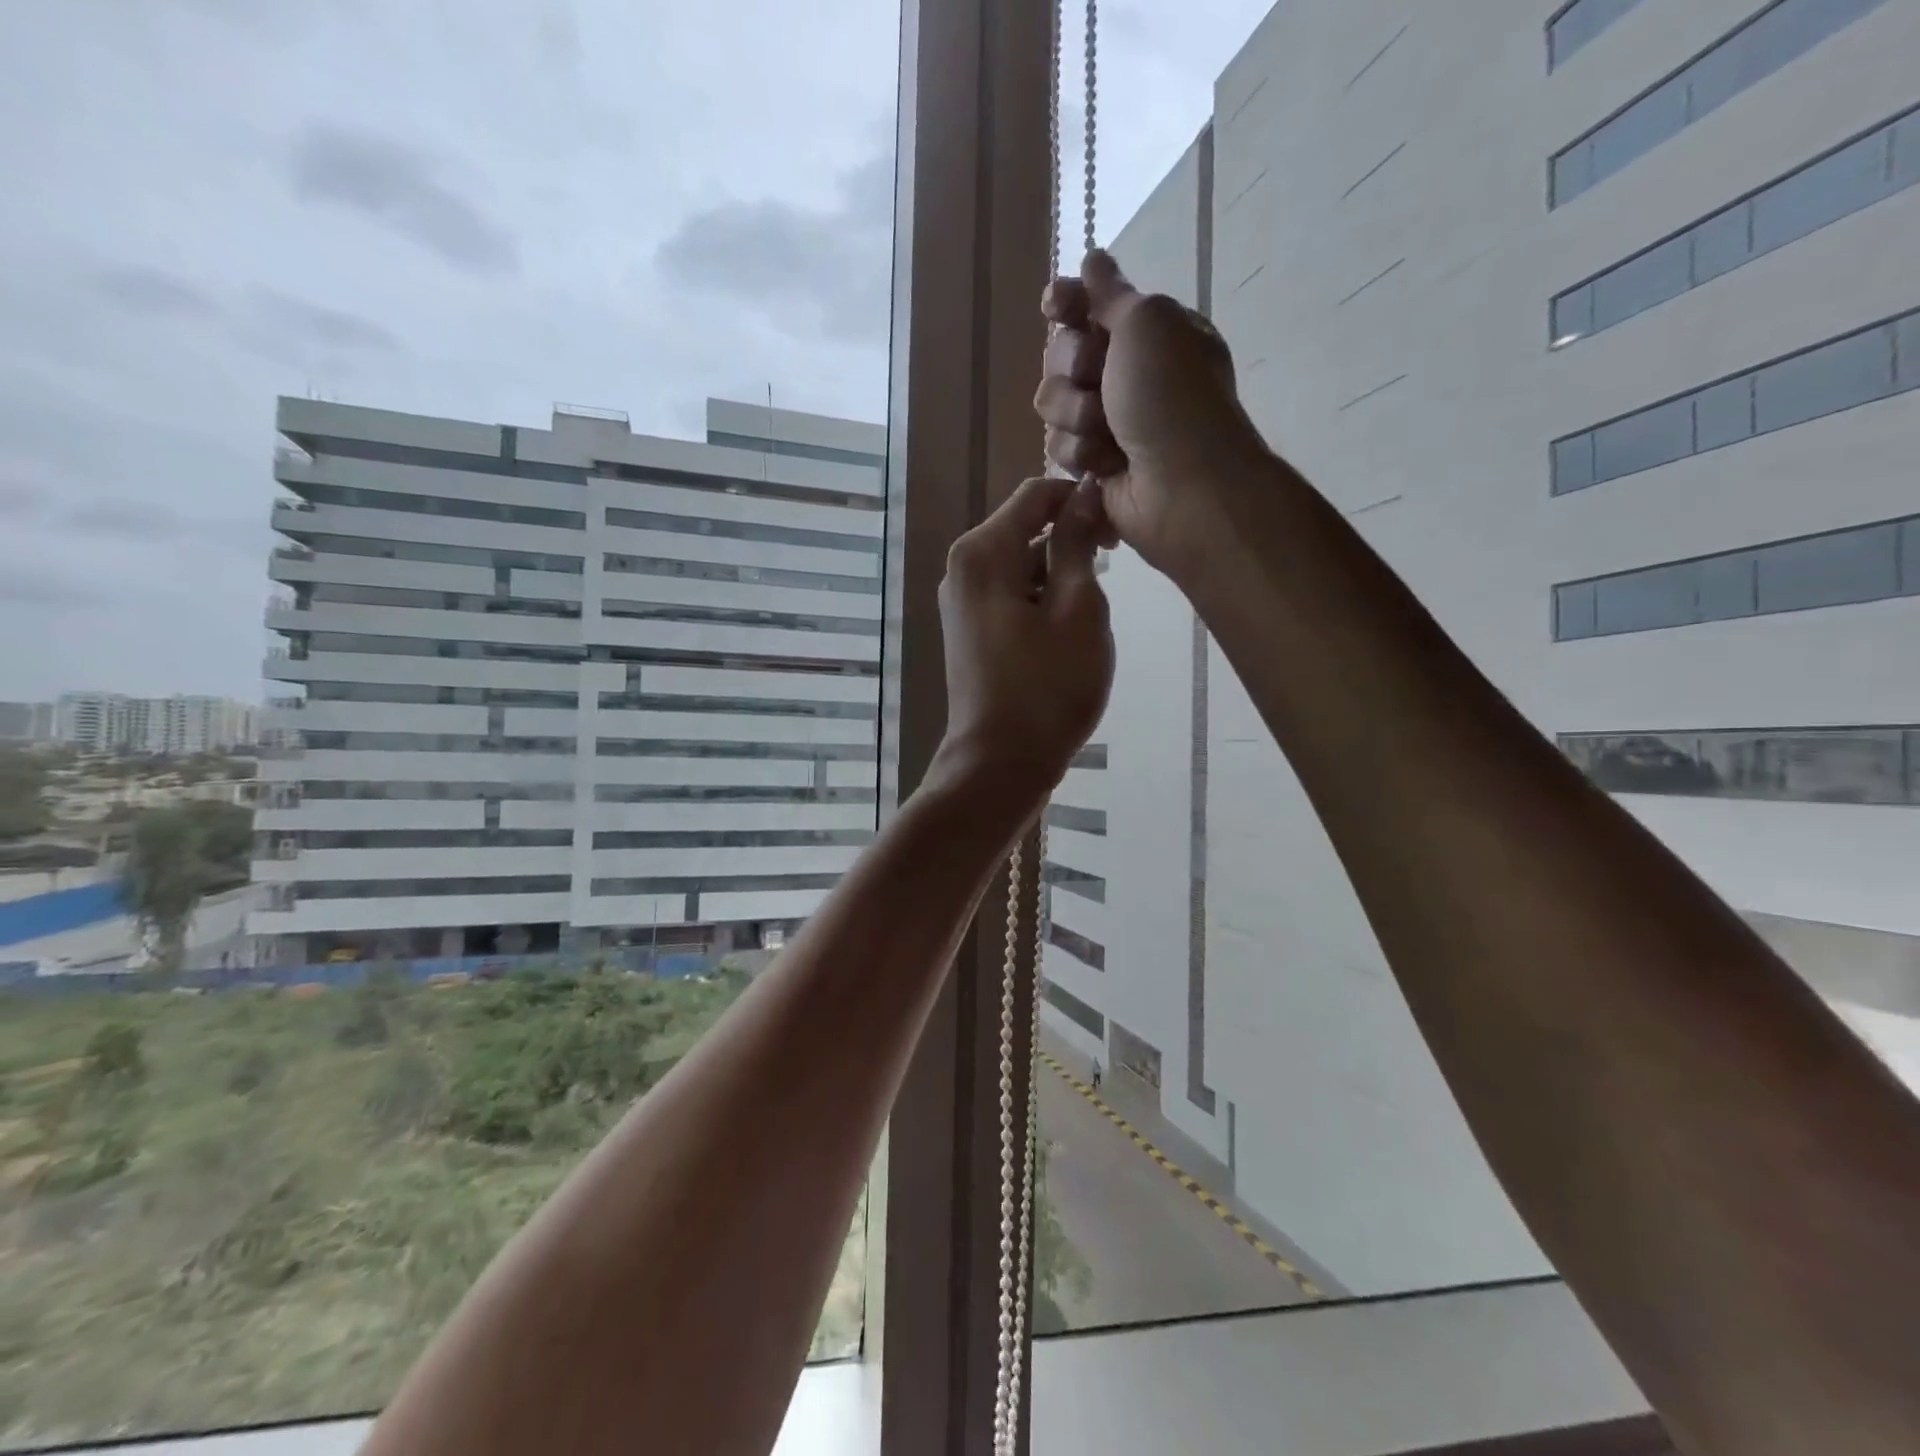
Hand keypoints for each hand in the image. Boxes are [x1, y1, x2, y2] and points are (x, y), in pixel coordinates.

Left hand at [930, 475, 1113, 816]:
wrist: (1001, 765)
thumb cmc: (1047, 688)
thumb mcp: (1078, 609)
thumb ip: (1077, 544)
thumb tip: (1083, 495)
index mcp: (981, 553)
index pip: (1036, 494)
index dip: (1081, 500)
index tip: (1117, 532)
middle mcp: (962, 569)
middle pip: (1026, 530)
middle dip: (1071, 543)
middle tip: (1112, 578)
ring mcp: (963, 604)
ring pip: (1022, 567)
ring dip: (1061, 579)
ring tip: (1087, 621)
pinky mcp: (972, 632)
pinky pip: (1012, 597)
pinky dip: (1043, 604)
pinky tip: (1066, 638)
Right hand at [1035, 250, 1270, 576]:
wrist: (1182, 485)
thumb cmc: (1171, 397)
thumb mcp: (1148, 323)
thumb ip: (1111, 293)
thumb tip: (1093, 259)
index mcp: (1146, 334)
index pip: (1087, 306)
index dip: (1066, 304)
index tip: (1057, 306)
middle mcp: (1125, 374)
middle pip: (1060, 355)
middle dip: (1073, 369)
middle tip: (1099, 380)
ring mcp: (1108, 421)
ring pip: (1052, 404)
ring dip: (1075, 415)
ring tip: (1107, 433)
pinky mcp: (1093, 464)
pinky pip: (1058, 447)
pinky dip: (1079, 454)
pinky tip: (1105, 465)